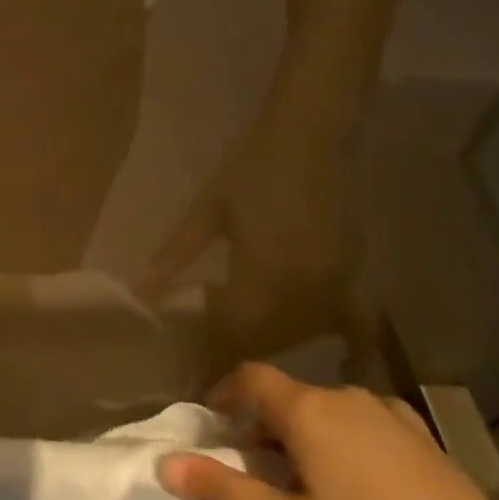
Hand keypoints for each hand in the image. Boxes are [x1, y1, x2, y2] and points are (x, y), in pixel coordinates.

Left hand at [144, 122, 371, 368]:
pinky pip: (356, 324)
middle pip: (267, 340)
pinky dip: (347, 345)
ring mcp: (337, 287)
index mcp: (263, 276)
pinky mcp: (357, 276)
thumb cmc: (250, 167)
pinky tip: (342, 363)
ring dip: (273, 342)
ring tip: (242, 338)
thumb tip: (141, 291)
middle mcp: (305, 293)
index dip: (210, 348)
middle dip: (236, 348)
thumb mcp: (206, 211)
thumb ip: (175, 256)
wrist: (307, 136)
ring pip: (301, 335)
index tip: (188, 357)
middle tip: (209, 346)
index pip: (232, 331)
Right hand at [158, 364, 498, 499]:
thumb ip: (223, 491)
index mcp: (306, 410)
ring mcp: (386, 412)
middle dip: (264, 423)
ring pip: (327, 409)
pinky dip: (345, 438)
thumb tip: (164, 464)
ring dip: (305, 432)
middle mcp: (342, 396)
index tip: (215, 420)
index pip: (251, 378)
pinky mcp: (419, 434)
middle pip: (288, 396)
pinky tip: (360, 481)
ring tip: (307, 478)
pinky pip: (365, 422)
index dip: (226, 392)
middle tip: (257, 466)